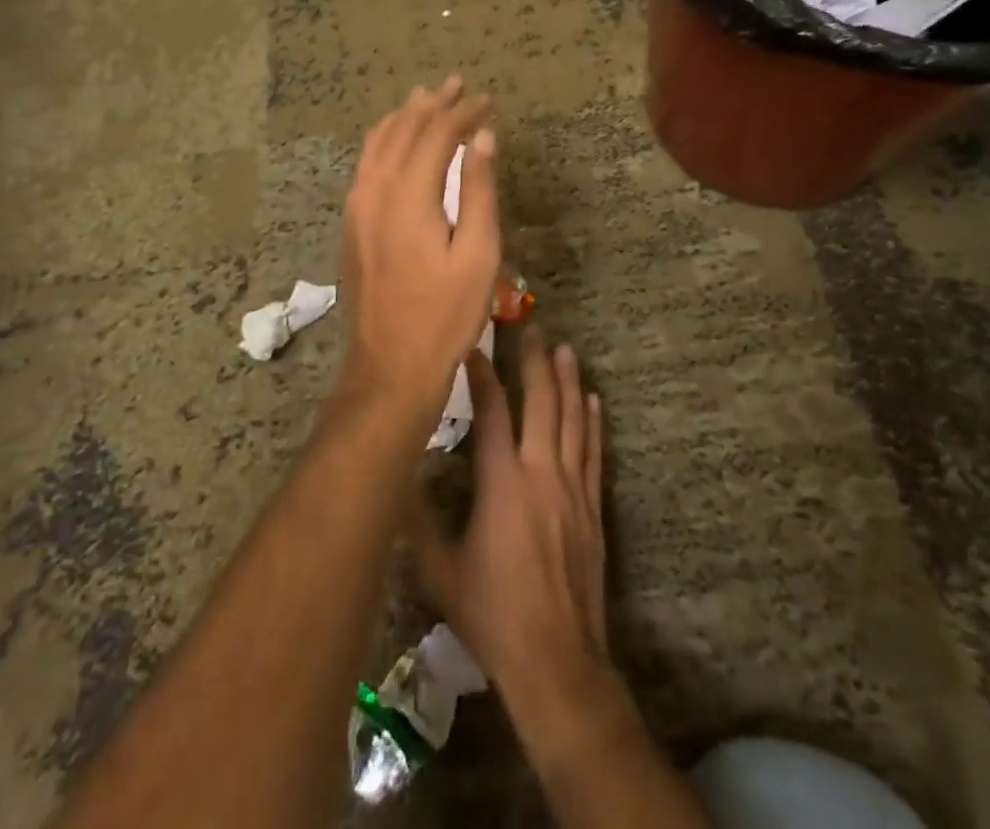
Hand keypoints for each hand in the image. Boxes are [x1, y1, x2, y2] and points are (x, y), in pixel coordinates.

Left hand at [338, 77, 499, 417]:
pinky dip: (385, 140)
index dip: (462, 112)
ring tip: (427, 99)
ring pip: (377, 143)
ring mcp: (357, 207)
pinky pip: (366, 164)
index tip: (487, 101)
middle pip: (403, 130)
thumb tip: (483, 137)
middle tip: (459, 85)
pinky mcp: (352, 223)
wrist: (389, 366)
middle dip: (433, 105)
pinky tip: (396, 141)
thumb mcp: (478, 255)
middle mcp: (375, 191)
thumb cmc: (445, 315)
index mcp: (408, 196)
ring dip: (405, 117)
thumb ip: (479, 191)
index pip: (436, 134)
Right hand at [409, 331, 615, 747]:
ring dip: (568, 382)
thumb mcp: (440, 571)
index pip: (492, 412)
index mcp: (503, 483)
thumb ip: (416, 521)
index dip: (483, 376)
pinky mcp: (593, 509)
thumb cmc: (493, 615)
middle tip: (531, 329)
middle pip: (541, 404)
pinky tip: (592, 401)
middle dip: (534, 363)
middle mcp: (542, 474)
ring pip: (573, 421)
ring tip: (565, 349)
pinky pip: (594, 453)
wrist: (557, 661)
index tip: (474, 346)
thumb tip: (395, 477)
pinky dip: (592, 423)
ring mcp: (572, 489)